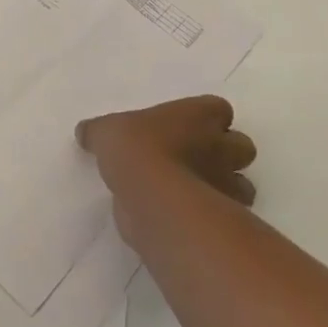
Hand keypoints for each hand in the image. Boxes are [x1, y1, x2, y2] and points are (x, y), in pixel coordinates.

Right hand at [77, 95, 257, 204]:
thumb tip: (84, 132)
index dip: (206, 117)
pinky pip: (227, 216)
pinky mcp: (224, 218)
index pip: (218, 108)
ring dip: (225, 188)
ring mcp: (227, 184)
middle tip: (194, 160)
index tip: (185, 127)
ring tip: (195, 193)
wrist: (153, 197)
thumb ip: (99, 132)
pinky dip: (214, 217)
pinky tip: (188, 218)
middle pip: (241, 146)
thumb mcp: (106, 132)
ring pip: (243, 185)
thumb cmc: (135, 149)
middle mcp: (221, 146)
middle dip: (225, 153)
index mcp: (199, 115)